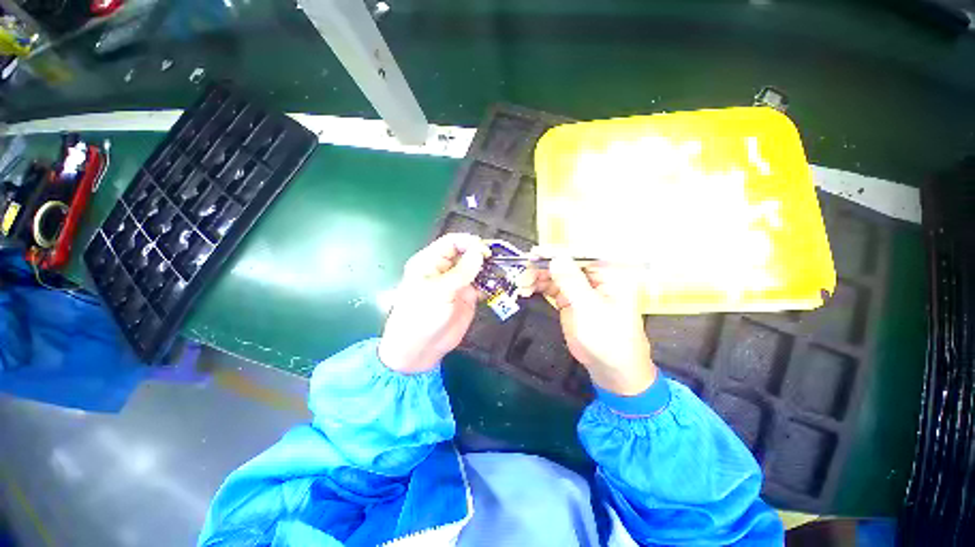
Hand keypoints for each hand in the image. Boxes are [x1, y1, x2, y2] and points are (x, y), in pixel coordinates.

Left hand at [378, 233, 489, 373]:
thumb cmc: (422, 316)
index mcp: (431, 261)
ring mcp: (458, 283)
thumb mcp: (439, 291)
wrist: (421, 348)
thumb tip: (480, 252)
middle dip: (483, 254)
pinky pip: (483, 285)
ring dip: (491, 269)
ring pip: (477, 269)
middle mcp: (446, 269)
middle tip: (500, 260)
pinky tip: (503, 285)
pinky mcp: (468, 297)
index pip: (452, 242)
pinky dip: (493, 284)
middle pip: (467, 253)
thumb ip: (461, 272)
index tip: (485, 250)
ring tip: (506, 270)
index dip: (469, 242)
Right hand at [517, 257, 655, 395]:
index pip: (581, 254)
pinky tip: (526, 290)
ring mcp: (579, 287)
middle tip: (523, 273)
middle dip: (542, 266)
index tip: (536, 254)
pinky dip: (537, 287)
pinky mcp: (568, 299)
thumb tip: (556, 258)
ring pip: (554, 274)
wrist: (610, 368)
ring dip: (536, 277)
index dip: (557, 252)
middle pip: (564, 262)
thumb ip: (572, 282)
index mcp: (608, 273)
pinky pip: (550, 287)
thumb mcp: (590, 309)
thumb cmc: (609, 338)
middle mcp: (593, 276)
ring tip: (521, 285)